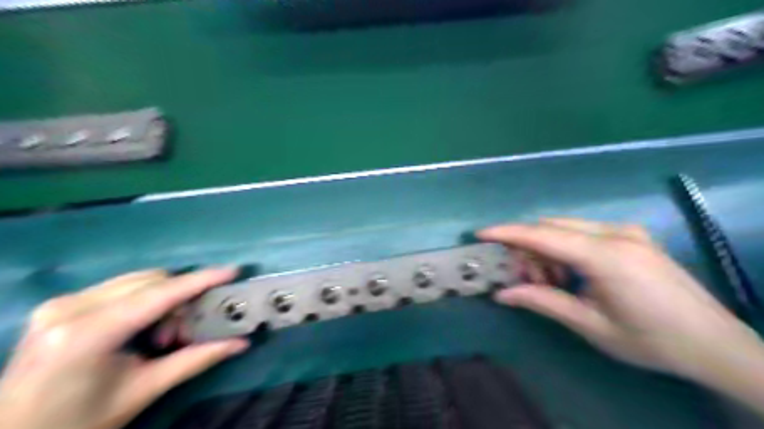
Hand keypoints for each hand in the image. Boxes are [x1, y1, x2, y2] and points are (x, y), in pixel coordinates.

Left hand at [0, 268, 249, 428]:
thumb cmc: (78, 423)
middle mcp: (70, 308)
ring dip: (164, 300)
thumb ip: (196, 360)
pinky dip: (146, 301)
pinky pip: (122, 287)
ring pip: (138, 281)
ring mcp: (61, 303)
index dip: (200, 280)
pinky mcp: (60, 304)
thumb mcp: (143, 391)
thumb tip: (241, 343)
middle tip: (187, 331)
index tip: (233, 271)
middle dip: (181, 299)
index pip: (159, 295)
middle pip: (151, 281)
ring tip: (163, 336)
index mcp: (87, 334)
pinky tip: (143, 329)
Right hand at [480, 219, 760, 380]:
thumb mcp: (590, 325)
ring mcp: (627, 232)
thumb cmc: (652, 341)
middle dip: (527, 248)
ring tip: (548, 281)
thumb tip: (502, 294)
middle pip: (552, 227)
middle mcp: (616, 234)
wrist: (715, 344)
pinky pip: (584, 233)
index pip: (544, 235)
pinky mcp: (631, 236)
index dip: (509, 233)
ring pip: (566, 228)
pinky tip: (570, 274)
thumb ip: (543, 301)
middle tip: (520, 277)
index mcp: (607, 256)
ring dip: (546, 250)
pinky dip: (565, 249)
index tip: (481, 233)